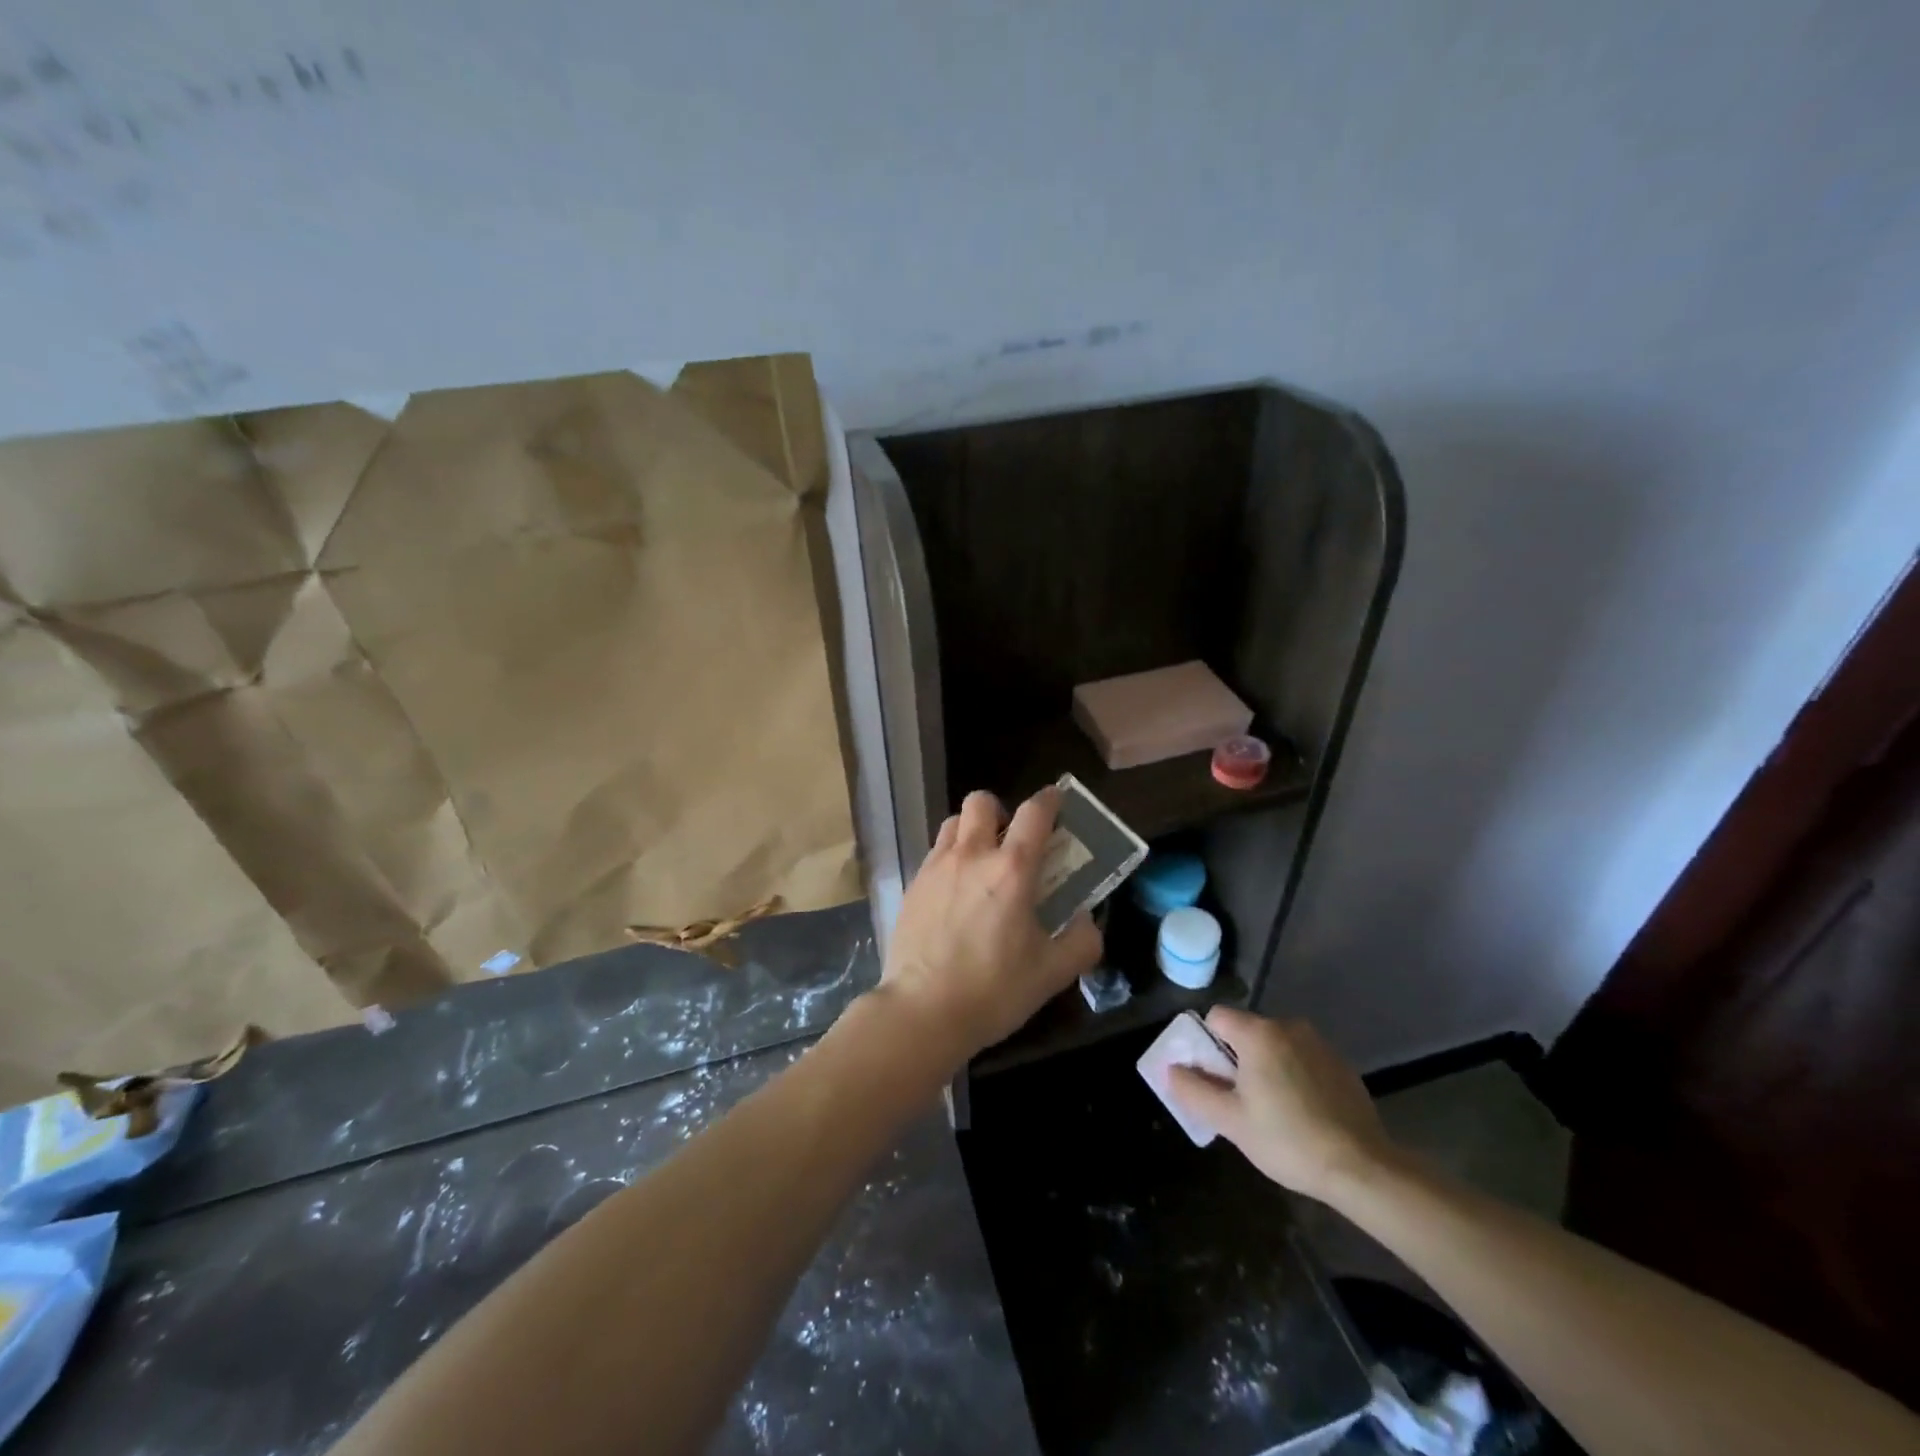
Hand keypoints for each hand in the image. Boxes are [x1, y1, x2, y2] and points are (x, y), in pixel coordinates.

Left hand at [878, 787, 1101, 1063]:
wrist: (922, 1011)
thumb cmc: (993, 990)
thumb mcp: (1052, 974)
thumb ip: (1081, 942)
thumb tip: (1087, 921)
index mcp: (1012, 870)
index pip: (1034, 813)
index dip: (1049, 800)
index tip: (1057, 801)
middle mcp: (971, 856)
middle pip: (981, 802)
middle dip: (1000, 810)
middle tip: (1011, 840)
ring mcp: (936, 868)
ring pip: (953, 823)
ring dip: (971, 830)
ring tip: (981, 862)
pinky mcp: (913, 886)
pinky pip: (934, 854)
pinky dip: (950, 858)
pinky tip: (956, 893)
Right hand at [1168, 1008, 1398, 1202]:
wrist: (1363, 1168)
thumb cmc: (1288, 1140)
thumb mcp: (1230, 1121)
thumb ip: (1194, 1091)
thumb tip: (1172, 1070)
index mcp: (1258, 1033)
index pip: (1216, 1017)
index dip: (1206, 1044)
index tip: (1213, 1078)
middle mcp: (1288, 1026)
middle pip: (1246, 1030)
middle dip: (1236, 1058)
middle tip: (1239, 1100)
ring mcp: (1319, 1044)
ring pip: (1275, 1045)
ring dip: (1266, 1066)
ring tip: (1272, 1110)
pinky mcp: (1341, 1065)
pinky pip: (1302, 1059)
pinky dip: (1294, 1075)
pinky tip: (1302, 1112)